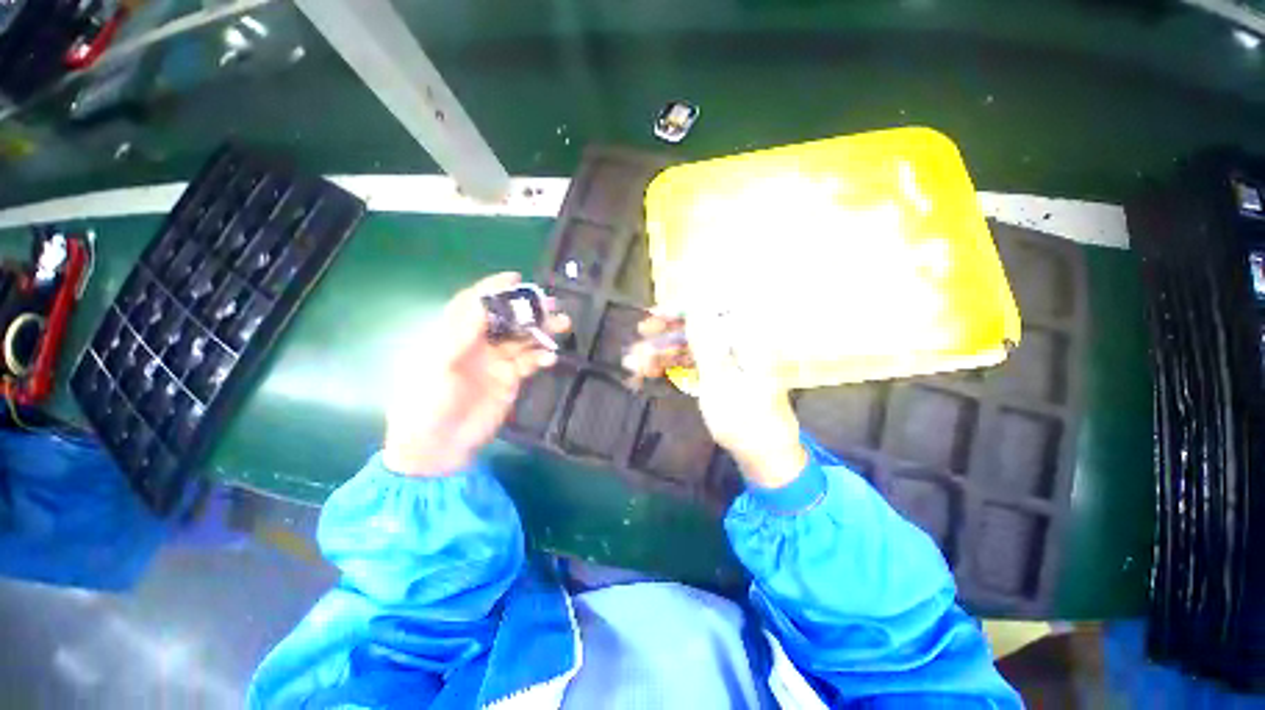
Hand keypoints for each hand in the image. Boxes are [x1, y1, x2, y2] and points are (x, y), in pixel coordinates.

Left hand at [383, 272, 569, 476]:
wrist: (438, 447)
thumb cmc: (427, 403)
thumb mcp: (437, 363)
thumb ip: (461, 332)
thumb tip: (486, 304)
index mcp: (454, 335)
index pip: (475, 304)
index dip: (494, 289)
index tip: (516, 278)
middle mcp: (477, 344)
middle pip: (506, 319)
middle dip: (527, 309)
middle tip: (551, 303)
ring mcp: (496, 362)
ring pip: (523, 339)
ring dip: (542, 331)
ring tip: (563, 324)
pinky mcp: (510, 380)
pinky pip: (529, 363)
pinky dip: (541, 358)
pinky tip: (550, 358)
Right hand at [623, 311, 805, 488]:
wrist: (763, 455)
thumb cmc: (745, 419)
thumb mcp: (720, 380)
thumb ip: (705, 342)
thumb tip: (696, 305)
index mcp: (745, 338)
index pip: (709, 311)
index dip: (678, 311)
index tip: (652, 318)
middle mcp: (737, 342)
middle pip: (696, 329)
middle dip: (663, 338)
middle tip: (637, 344)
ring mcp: (728, 359)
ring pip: (689, 348)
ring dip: (662, 355)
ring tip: (635, 366)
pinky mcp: (720, 374)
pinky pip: (692, 364)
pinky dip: (672, 368)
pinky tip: (650, 373)